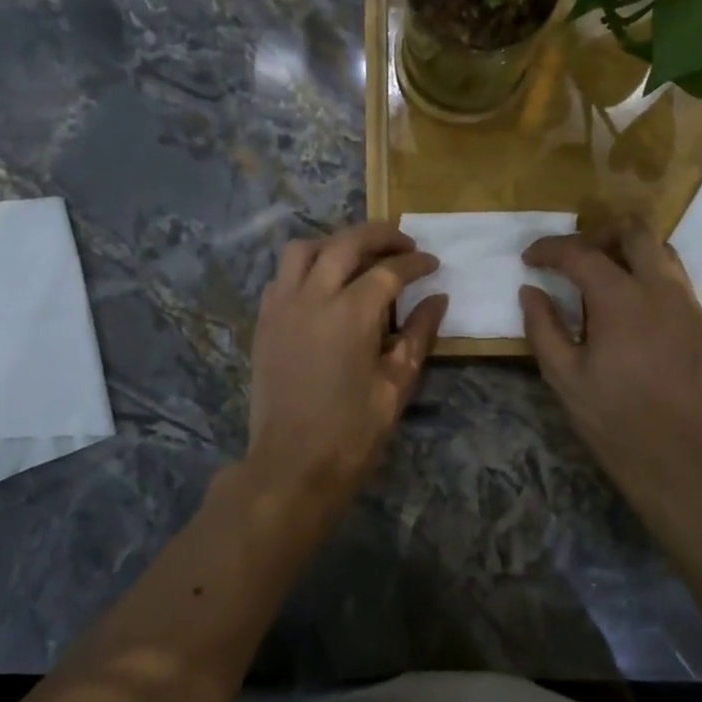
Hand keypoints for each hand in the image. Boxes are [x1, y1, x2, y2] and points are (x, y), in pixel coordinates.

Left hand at [245, 221, 446, 521]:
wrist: (291, 466)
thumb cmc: (351, 434)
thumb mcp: (396, 386)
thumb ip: (417, 335)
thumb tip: (437, 299)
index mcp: (351, 314)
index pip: (389, 270)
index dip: (415, 263)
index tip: (433, 264)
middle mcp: (312, 297)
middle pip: (346, 243)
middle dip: (380, 235)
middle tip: (405, 243)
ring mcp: (281, 307)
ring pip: (305, 249)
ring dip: (336, 243)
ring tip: (360, 257)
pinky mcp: (264, 322)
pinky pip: (283, 275)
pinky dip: (307, 266)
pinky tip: (324, 284)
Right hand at [519, 221, 701, 506]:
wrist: (679, 458)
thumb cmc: (612, 419)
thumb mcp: (563, 376)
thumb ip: (543, 327)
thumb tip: (530, 291)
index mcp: (621, 300)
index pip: (580, 253)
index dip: (549, 249)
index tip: (530, 259)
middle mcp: (662, 291)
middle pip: (636, 231)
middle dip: (600, 234)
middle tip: (576, 259)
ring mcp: (692, 308)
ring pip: (664, 255)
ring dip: (631, 257)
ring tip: (607, 285)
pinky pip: (679, 290)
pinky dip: (653, 289)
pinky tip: (638, 323)